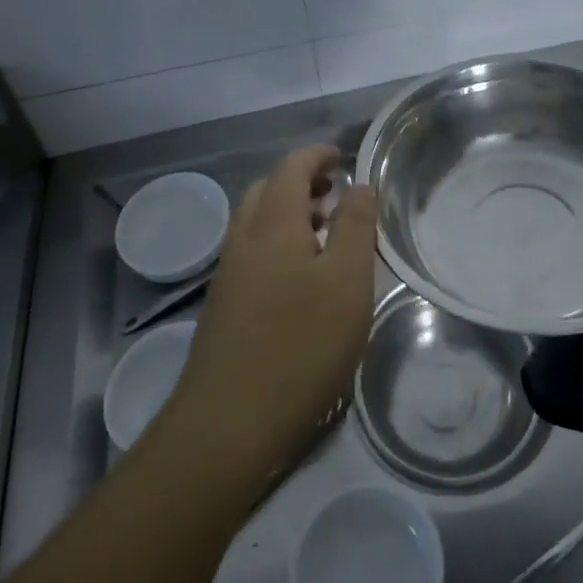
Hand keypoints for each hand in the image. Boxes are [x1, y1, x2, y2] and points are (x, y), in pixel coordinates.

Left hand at [169, 146, 378, 482]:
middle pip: (267, 190)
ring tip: (324, 233)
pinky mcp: (223, 308)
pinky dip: (276, 242)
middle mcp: (243, 239)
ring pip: (255, 223)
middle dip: (300, 181)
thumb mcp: (348, 281)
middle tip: (335, 193)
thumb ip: (356, 226)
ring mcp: (227, 275)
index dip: (317, 155)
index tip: (343, 156)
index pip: (292, 167)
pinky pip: (251, 252)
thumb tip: (359, 184)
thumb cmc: (300, 346)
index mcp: (273, 223)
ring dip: (287, 213)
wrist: (226, 427)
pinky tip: (300, 278)